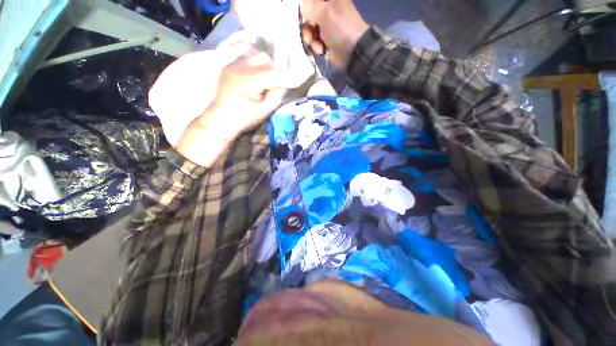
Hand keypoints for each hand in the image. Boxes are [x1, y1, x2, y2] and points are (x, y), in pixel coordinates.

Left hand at [200, 50, 285, 139]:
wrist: (221, 119)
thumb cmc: (244, 118)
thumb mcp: (265, 111)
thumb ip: (276, 96)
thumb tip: (282, 84)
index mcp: (249, 80)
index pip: (273, 72)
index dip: (282, 79)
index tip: (284, 88)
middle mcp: (240, 67)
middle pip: (265, 58)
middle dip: (273, 70)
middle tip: (272, 85)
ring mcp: (232, 64)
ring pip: (255, 55)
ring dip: (263, 66)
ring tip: (262, 80)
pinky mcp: (229, 66)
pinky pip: (245, 58)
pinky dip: (254, 65)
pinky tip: (253, 77)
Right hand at [301, 0, 369, 67]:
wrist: (353, 52)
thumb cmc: (341, 28)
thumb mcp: (325, 13)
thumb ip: (310, 7)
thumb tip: (302, 7)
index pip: (311, 0)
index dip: (305, 6)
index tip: (303, 15)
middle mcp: (328, 9)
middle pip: (308, 14)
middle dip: (306, 26)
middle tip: (309, 35)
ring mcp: (327, 26)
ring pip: (310, 29)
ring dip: (311, 39)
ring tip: (317, 46)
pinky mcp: (326, 40)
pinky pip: (315, 41)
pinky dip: (316, 46)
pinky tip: (321, 50)